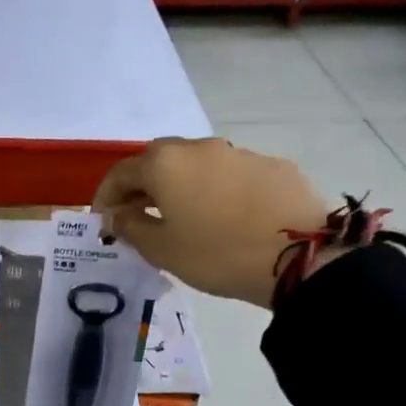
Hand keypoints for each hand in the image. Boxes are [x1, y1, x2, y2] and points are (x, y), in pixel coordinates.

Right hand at [93, 137, 329, 308]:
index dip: (105, 196)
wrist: (302, 256)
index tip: (103, 220)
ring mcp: (239, 153)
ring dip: (181, 185)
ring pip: (197, 164)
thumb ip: (131, 227)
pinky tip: (226, 217)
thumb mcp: (162, 250)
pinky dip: (216, 190)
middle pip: (158, 160)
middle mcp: (199, 148)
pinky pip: (231, 174)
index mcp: (165, 164)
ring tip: (183, 216)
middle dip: (142, 185)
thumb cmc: (216, 254)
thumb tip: (117, 215)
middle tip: (138, 214)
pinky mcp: (273, 165)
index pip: (121, 172)